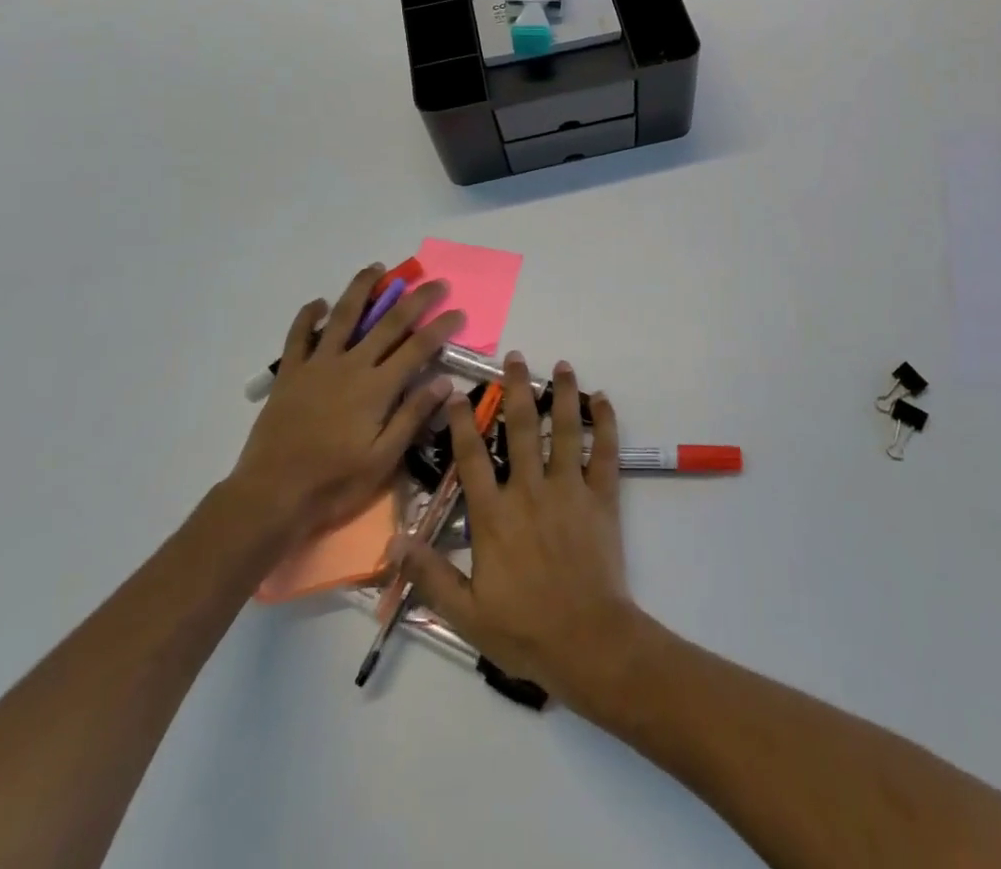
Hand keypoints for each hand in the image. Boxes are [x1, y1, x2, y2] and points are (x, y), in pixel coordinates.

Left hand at [225, 262, 465, 548]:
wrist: (271, 496)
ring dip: (361, 289)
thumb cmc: (334, 483)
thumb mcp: (383, 459)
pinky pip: (298, 337)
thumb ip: (412, 416)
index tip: (459, 311)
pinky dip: (306, 316)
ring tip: (376, 269)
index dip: (441, 327)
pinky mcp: (290, 374)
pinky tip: (317, 303)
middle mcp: (350, 365)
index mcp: (377, 387)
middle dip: (416, 299)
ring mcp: (317, 366)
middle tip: (436, 282)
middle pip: (388, 322)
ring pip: (342, 316)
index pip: (418, 347)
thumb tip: (444, 381)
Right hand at [398, 356, 645, 706]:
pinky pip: (605, 452)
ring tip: (562, 365)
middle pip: (521, 429)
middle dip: (516, 390)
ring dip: (563, 394)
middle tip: (514, 359)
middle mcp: (530, 491)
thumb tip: (395, 539)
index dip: (461, 423)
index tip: (456, 393)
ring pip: (565, 430)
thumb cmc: (523, 629)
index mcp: (494, 516)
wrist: (587, 641)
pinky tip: (602, 400)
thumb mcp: (465, 612)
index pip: (471, 458)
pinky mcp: (601, 497)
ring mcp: (569, 490)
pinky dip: (605, 423)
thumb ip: (430, 573)